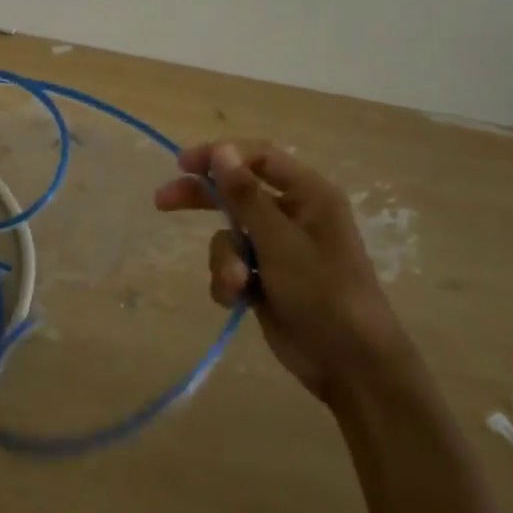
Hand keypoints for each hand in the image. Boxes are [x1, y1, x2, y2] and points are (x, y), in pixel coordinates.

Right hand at [154, 141, 405, 402]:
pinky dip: (229, 281)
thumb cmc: (323, 292)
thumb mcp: (280, 241)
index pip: (258, 158)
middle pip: (237, 192)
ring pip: (229, 236)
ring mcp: (278, 249)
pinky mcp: (265, 278)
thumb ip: (246, 195)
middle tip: (163, 200)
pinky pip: (232, 265)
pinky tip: (238, 300)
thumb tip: (221, 149)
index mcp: (308, 195)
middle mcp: (293, 215)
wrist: (350, 364)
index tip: (183, 165)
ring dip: (224, 259)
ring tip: (237, 284)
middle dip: (203, 199)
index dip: (220, 156)